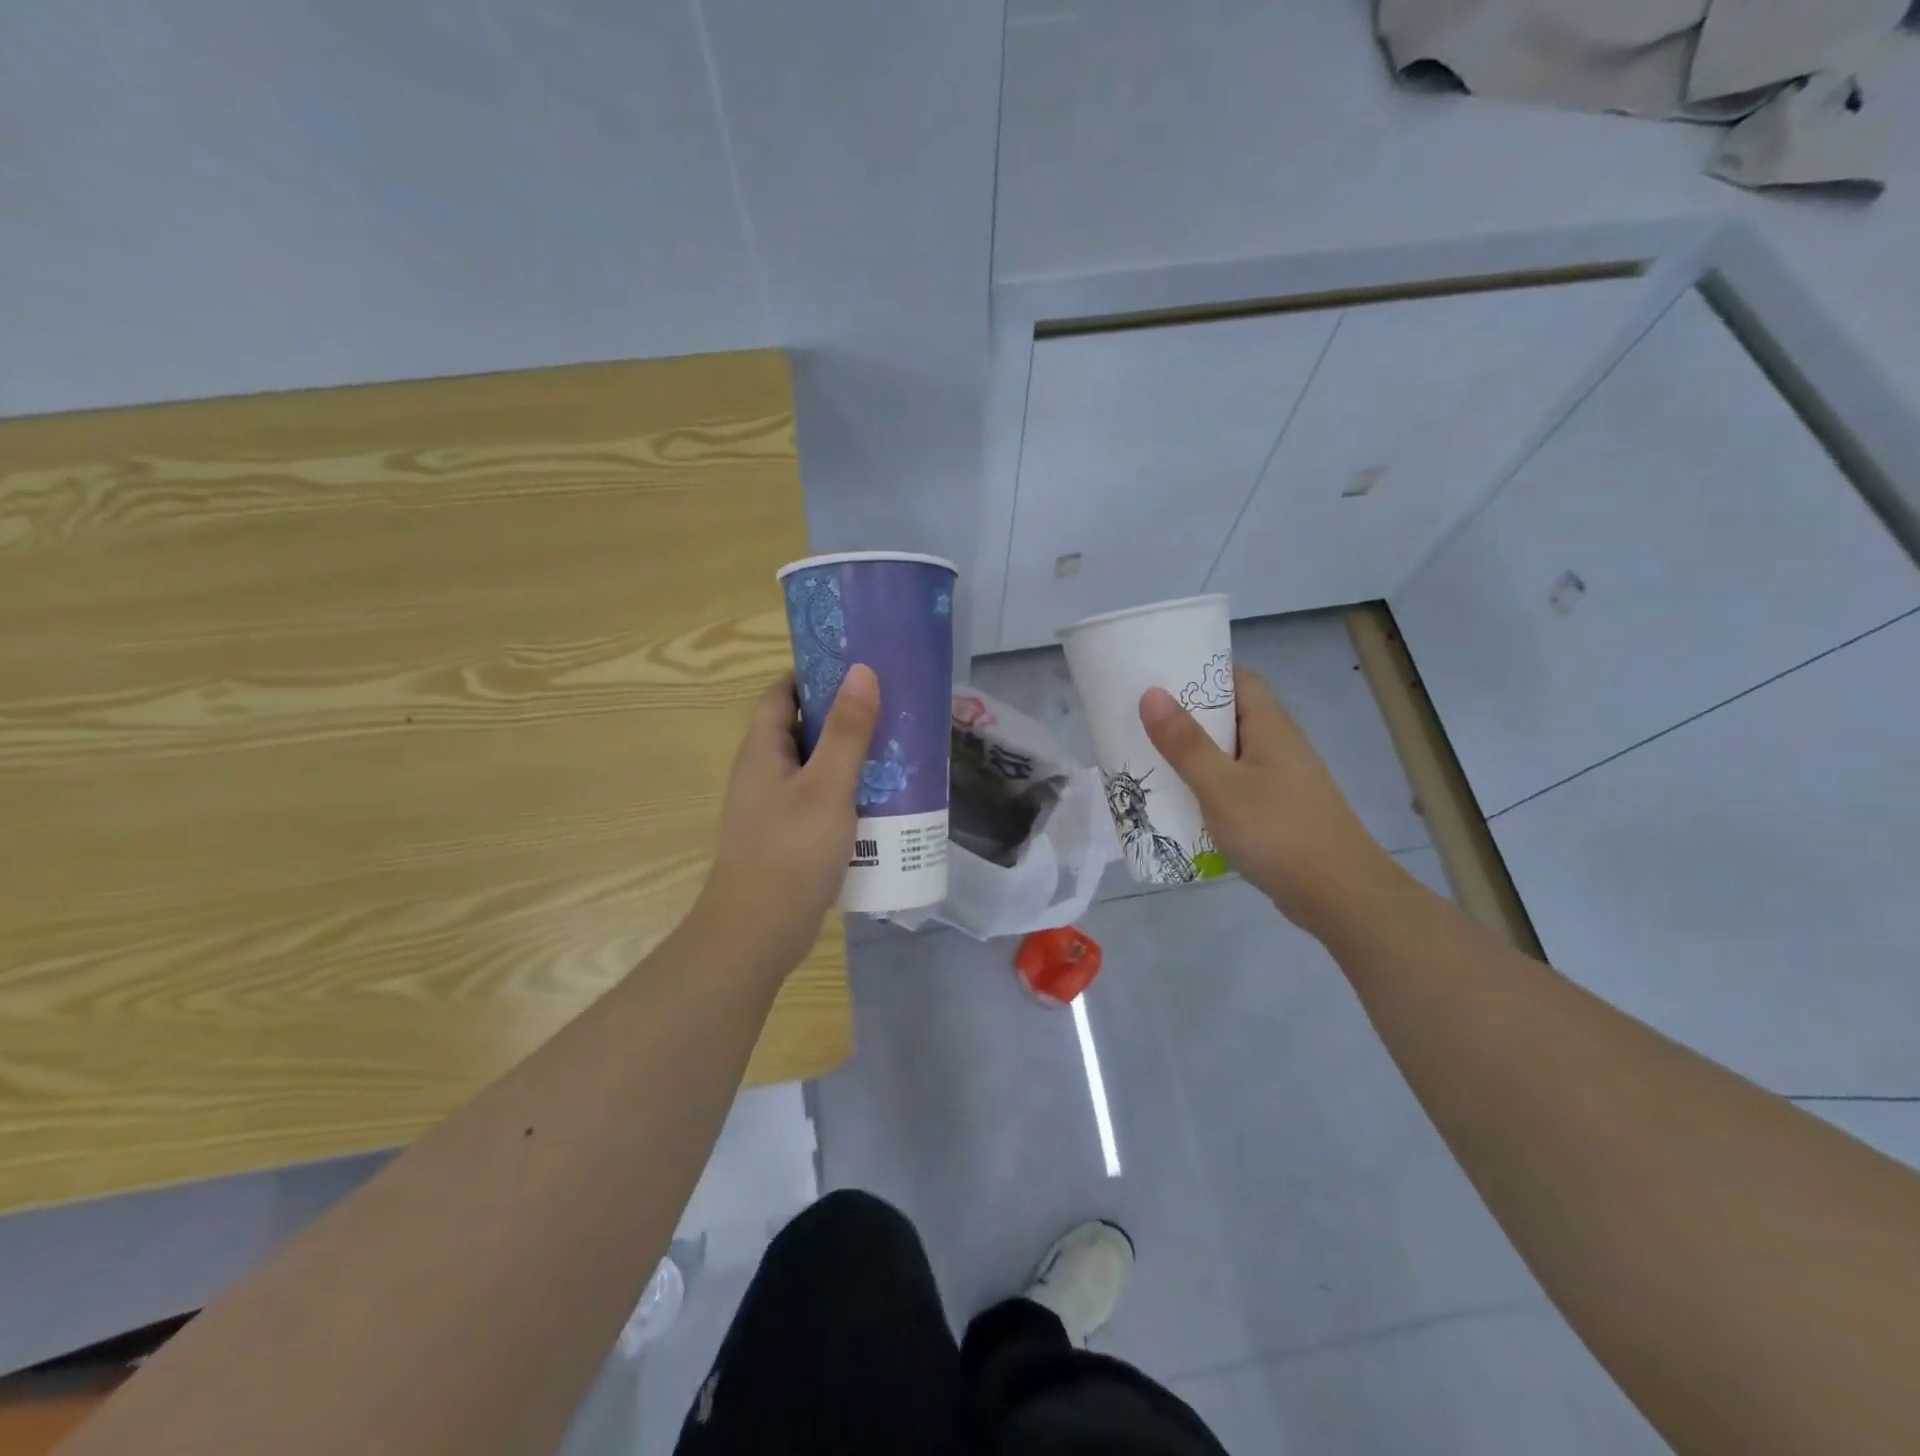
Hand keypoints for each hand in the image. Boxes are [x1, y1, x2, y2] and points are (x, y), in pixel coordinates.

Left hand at [693, 665, 879, 973]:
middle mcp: (764, 773)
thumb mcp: (827, 785)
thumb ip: (847, 730)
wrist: (758, 933)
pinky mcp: (791, 837)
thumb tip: (862, 671)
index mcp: (763, 750)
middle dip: (845, 717)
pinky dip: (850, 794)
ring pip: (817, 768)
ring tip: (898, 750)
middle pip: (804, 729)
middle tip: (892, 708)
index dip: (815, 674)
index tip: (859, 666)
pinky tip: (884, 802)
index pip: (783, 693)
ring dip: (852, 758)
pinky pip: (822, 801)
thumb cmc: (791, 851)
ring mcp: (776, 808)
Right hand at [1140, 667, 1400, 934]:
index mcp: (1270, 726)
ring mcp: (1282, 779)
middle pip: (1230, 715)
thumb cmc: (1278, 832)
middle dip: (1187, 716)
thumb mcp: (1221, 786)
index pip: (1237, 678)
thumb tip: (1151, 693)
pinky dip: (1209, 786)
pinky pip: (1236, 785)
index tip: (1158, 678)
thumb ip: (1185, 743)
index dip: (1201, 673)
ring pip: (1231, 753)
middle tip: (1141, 722)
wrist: (1340, 896)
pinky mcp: (1278, 811)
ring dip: (1195, 755)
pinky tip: (1183, 802)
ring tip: (1150, 759)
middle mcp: (1279, 745)